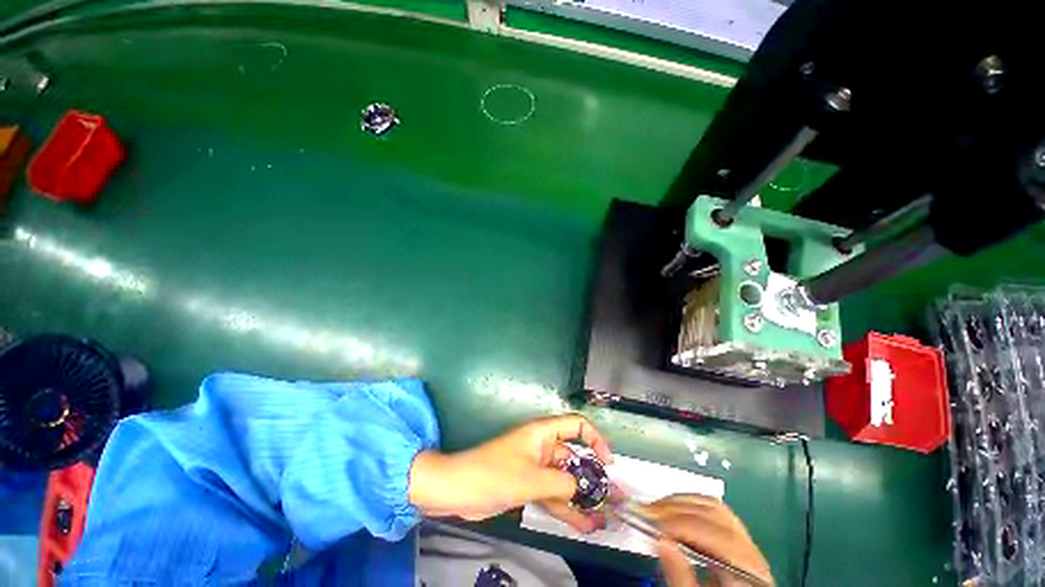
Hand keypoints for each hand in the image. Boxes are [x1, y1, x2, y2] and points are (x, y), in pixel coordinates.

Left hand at [408, 414, 612, 531]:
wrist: (457, 490)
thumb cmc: (493, 474)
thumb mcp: (531, 478)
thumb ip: (561, 482)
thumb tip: (580, 486)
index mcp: (542, 433)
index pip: (576, 426)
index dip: (595, 439)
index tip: (608, 462)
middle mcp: (542, 447)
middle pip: (574, 456)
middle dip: (593, 477)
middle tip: (614, 498)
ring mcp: (536, 467)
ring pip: (565, 479)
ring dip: (582, 498)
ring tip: (604, 519)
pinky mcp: (528, 485)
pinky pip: (553, 494)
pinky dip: (566, 507)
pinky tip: (583, 525)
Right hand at [641, 494, 772, 586]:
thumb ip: (681, 577)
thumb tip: (661, 541)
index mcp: (748, 569)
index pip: (715, 535)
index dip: (682, 524)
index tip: (651, 521)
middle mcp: (752, 550)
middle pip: (715, 515)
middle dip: (677, 509)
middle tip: (646, 511)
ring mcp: (747, 542)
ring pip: (714, 507)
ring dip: (681, 503)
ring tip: (656, 508)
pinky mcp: (737, 539)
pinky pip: (714, 511)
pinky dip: (690, 505)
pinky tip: (672, 510)